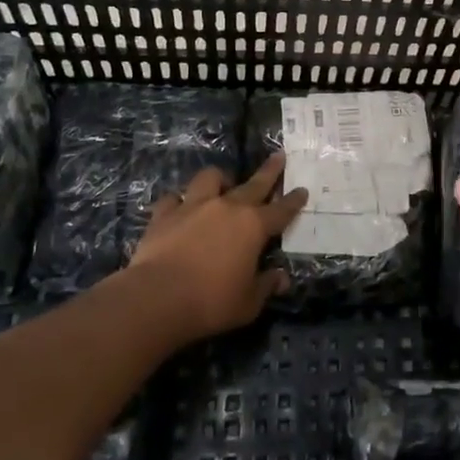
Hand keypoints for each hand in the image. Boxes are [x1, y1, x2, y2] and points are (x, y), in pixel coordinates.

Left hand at [126, 154, 307, 341]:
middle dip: (269, 170)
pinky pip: (174, 198)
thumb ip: (266, 286)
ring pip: (210, 178)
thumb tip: (281, 278)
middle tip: (279, 156)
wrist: (157, 298)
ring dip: (219, 179)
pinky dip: (178, 201)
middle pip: (254, 183)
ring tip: (222, 184)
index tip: (302, 189)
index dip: (293, 200)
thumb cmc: (211, 302)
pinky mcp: (165, 214)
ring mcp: (194, 206)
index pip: (281, 210)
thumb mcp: (248, 303)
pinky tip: (179, 207)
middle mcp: (227, 208)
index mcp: (253, 227)